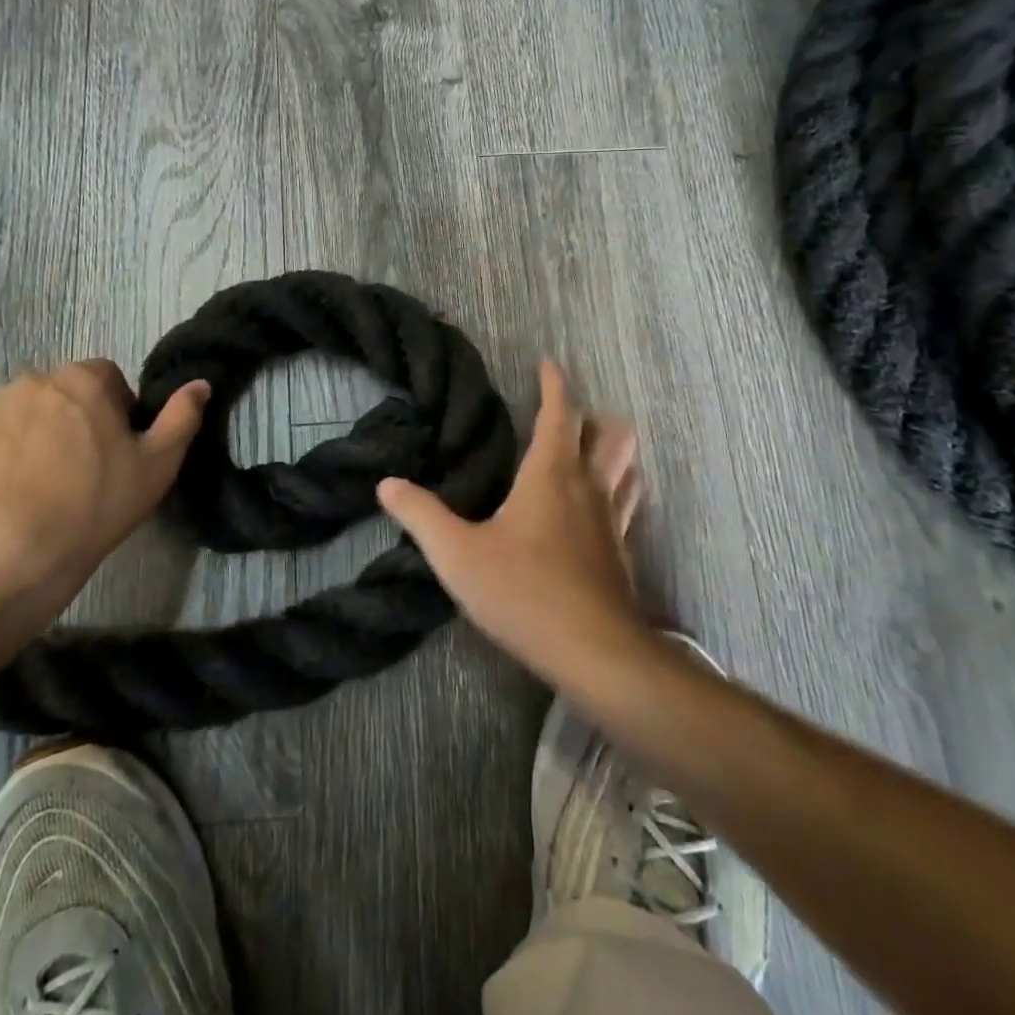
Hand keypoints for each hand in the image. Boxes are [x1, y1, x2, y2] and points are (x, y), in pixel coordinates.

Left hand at [0, 361, 210, 613]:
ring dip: (43, 432)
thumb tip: (201, 383)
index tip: (119, 449)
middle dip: (79, 418)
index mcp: (84, 379)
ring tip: (49, 483)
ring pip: (31, 411)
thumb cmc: (96, 505)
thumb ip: (182, 417)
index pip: (109, 377)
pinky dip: (10, 452)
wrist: (12, 555)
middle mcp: (36, 380)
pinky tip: (18, 491)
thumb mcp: (158, 464)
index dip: (119, 410)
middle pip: (68, 392)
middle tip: (87, 469)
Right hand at [376, 360, 645, 686]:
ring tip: (590, 450)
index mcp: (551, 473)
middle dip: (591, 415)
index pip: (560, 412)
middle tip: (565, 413)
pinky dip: (619, 488)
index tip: (547, 362)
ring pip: (626, 466)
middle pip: (608, 433)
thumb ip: (420, 515)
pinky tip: (601, 508)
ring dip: (612, 449)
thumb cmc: (523, 593)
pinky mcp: (622, 552)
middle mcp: (589, 487)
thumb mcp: (457, 554)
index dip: (554, 383)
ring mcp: (613, 520)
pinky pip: (628, 503)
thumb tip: (386, 483)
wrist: (594, 652)